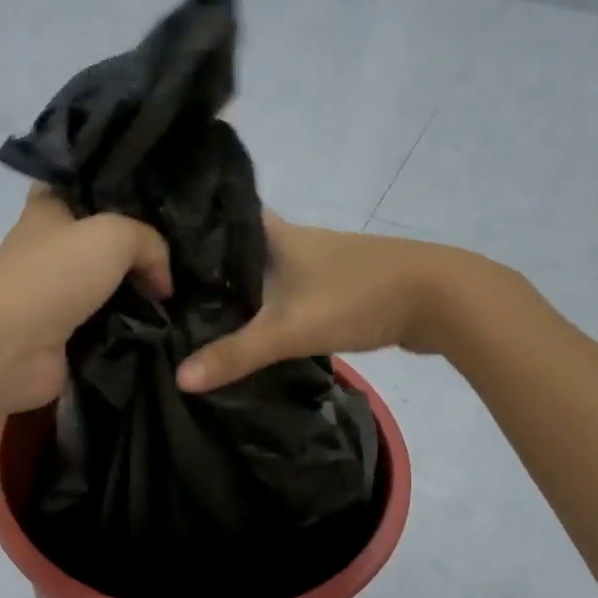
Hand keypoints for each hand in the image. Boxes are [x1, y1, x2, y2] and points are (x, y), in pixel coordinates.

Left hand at [0, 188, 171, 415]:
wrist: (10, 348)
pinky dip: (136, 328)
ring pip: (114, 285)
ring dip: (144, 292)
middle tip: (188, 252)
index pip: (87, 184)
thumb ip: (150, 243)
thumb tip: (163, 282)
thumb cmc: (53, 275)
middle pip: (107, 240)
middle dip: (143, 247)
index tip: (164, 198)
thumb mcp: (113, 235)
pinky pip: (113, 325)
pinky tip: (169, 325)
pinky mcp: (69, 335)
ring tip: (188, 291)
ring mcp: (60, 294)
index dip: (122, 188)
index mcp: (50, 208)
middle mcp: (53, 248)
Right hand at [177, 219, 485, 392]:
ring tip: (200, 312)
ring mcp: (320, 263)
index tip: (156, 246)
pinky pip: (291, 292)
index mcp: (275, 234)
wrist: (441, 299)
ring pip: (267, 272)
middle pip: (241, 250)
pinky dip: (271, 306)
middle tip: (167, 291)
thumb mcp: (290, 328)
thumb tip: (180, 379)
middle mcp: (294, 241)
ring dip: (242, 290)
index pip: (221, 219)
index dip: (190, 228)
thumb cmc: (358, 297)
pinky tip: (256, 328)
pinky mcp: (339, 286)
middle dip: (210, 269)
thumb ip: (236, 354)